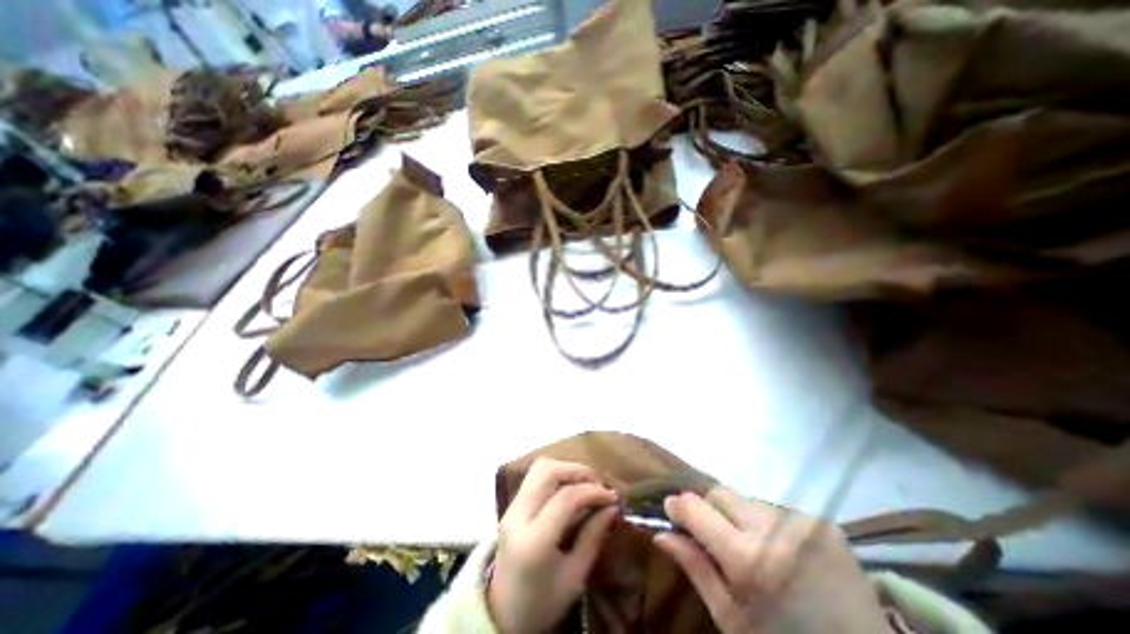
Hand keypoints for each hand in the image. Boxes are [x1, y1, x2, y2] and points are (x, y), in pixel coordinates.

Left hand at [492, 459, 617, 633]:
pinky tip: (568, 486)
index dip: (593, 492)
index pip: (566, 498)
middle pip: (549, 472)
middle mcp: (518, 516)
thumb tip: (612, 507)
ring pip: (540, 467)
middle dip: (579, 472)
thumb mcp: (575, 577)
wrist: (503, 614)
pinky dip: (555, 473)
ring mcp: (511, 507)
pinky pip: (534, 475)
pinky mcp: (511, 504)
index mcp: (533, 541)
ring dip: (566, 468)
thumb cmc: (543, 602)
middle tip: (598, 485)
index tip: (612, 497)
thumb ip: (593, 536)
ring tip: (585, 483)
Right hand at [655, 488, 891, 631]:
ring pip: (744, 499)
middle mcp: (775, 530)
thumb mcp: (732, 621)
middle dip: (709, 510)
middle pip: (719, 493)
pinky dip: (765, 523)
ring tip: (752, 548)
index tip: (672, 514)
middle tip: (715, 539)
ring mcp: (802, 522)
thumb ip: (696, 568)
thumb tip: (661, 532)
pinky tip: (779, 550)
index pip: (694, 506)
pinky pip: (772, 508)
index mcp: (750, 560)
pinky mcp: (822, 522)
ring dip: (738, 517)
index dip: (677, 507)